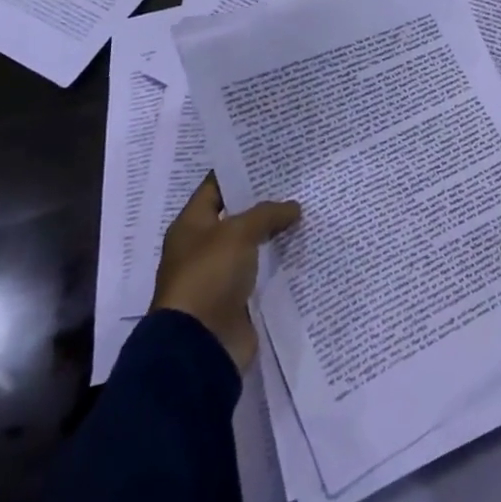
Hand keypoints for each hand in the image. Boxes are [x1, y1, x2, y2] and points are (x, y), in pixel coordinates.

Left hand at [149, 175, 299, 371]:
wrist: (201, 345)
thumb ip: (267, 214)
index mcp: (191, 226)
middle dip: (265, 201)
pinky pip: (262, 272)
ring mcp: (220, 275)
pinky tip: (306, 246)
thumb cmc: (209, 276)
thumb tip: (293, 207)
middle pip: (237, 216)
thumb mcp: (238, 233)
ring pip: (253, 244)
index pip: (216, 187)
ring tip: (309, 210)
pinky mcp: (238, 299)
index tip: (271, 157)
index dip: (241, 171)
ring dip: (276, 232)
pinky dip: (280, 261)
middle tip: (299, 181)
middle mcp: (203, 247)